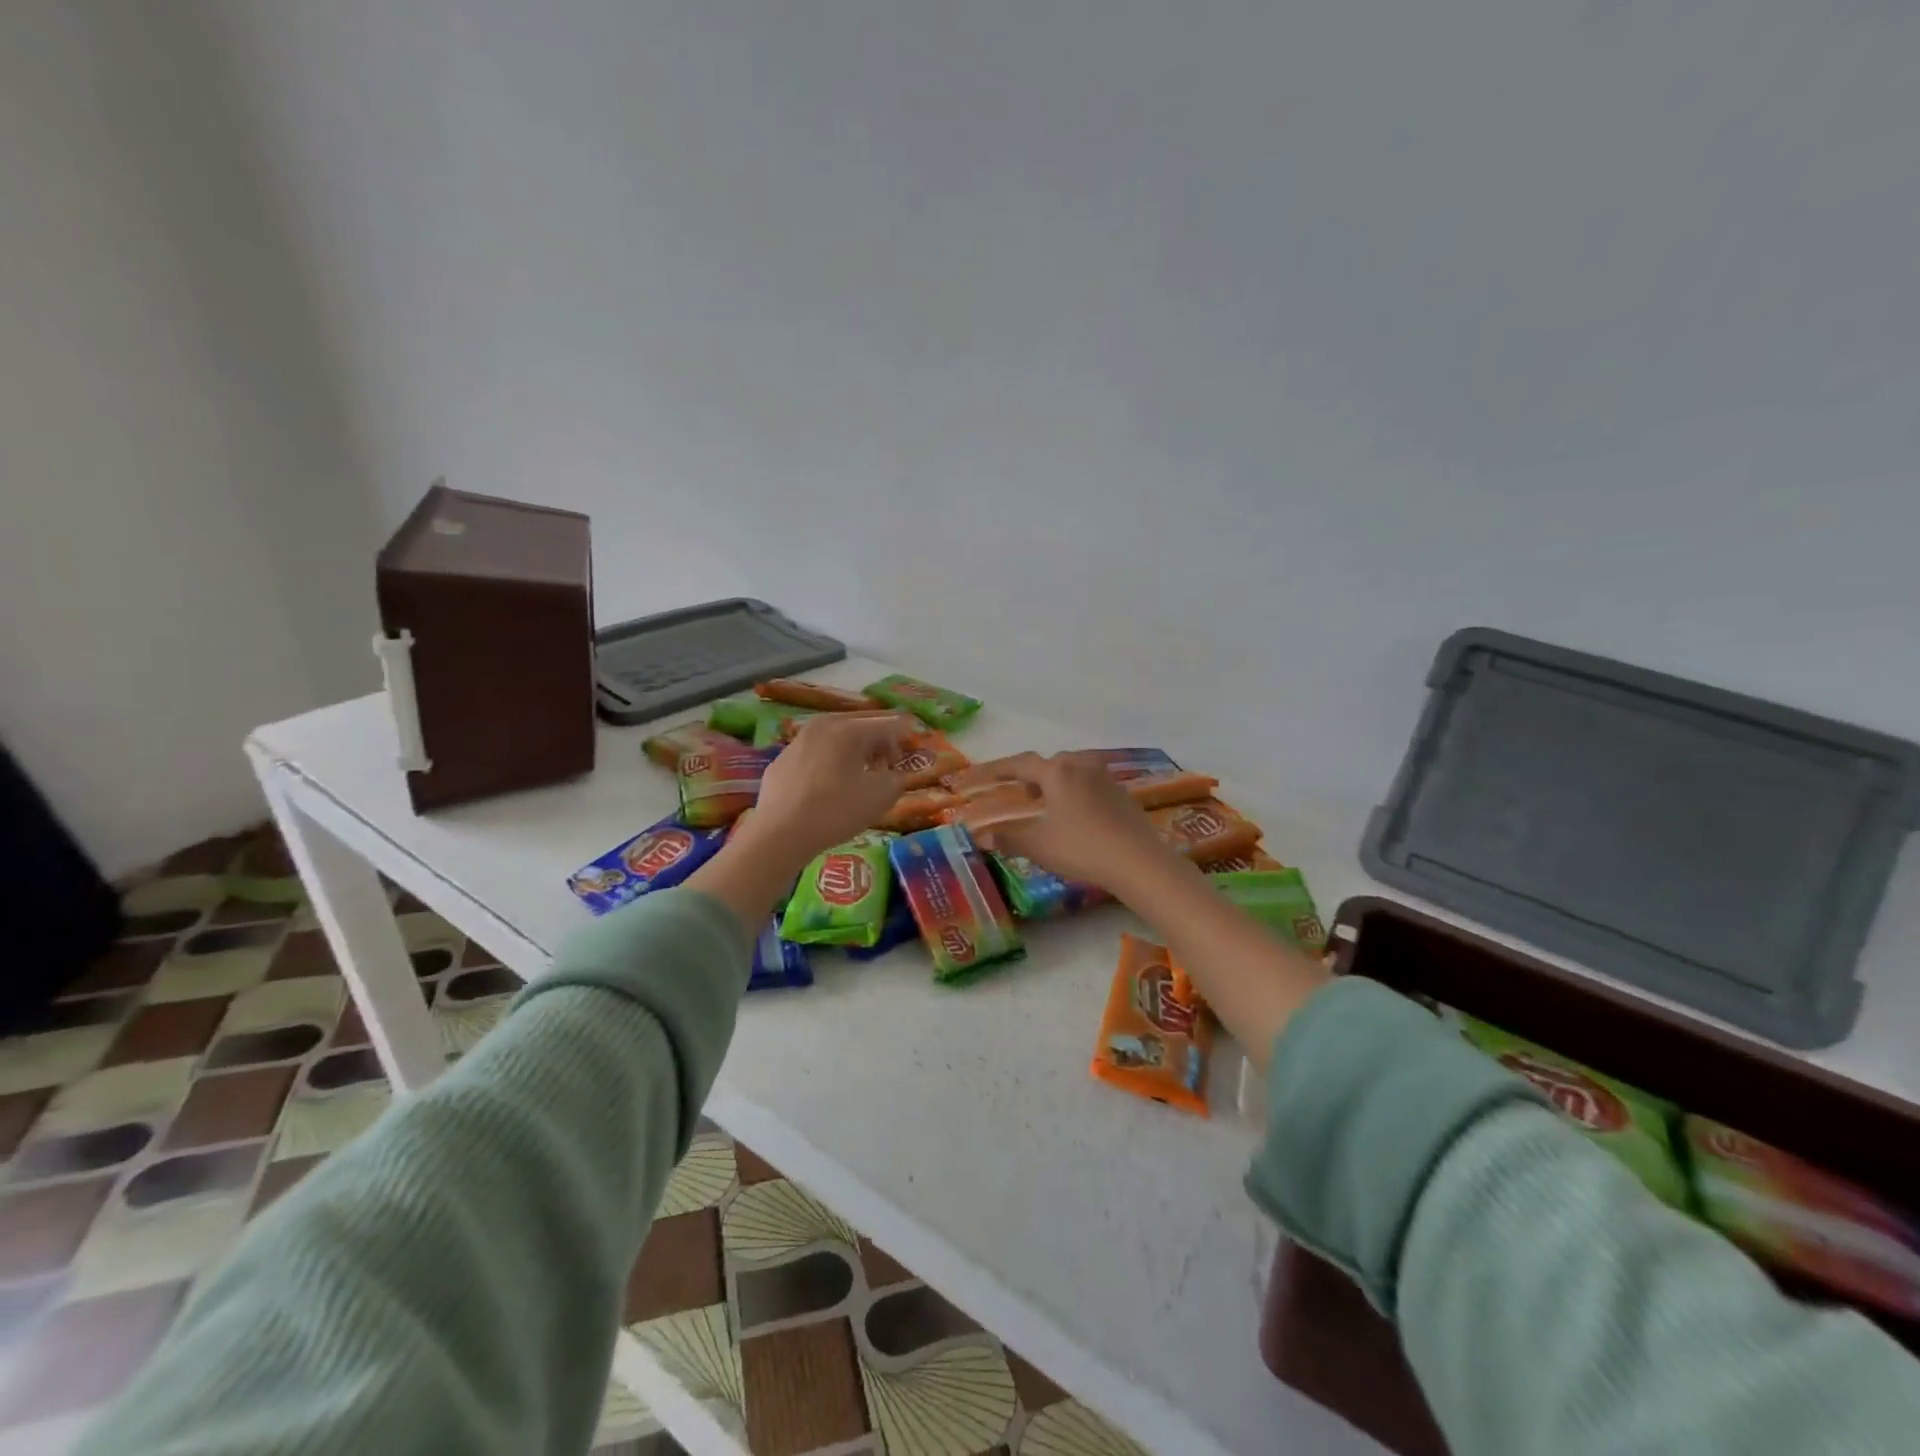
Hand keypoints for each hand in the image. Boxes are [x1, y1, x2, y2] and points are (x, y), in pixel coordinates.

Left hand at [738, 712, 918, 864]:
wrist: (780, 833)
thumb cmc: (836, 811)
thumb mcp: (880, 797)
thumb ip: (897, 779)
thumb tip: (896, 774)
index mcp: (849, 728)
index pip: (888, 725)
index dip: (903, 740)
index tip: (907, 760)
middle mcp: (822, 725)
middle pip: (860, 725)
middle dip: (879, 742)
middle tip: (887, 765)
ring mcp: (798, 741)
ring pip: (835, 738)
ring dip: (853, 751)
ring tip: (859, 777)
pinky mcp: (782, 760)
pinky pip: (814, 754)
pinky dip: (828, 763)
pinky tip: (828, 787)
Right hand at [952, 752, 1179, 894]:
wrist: (1139, 862)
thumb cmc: (1082, 849)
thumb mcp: (1039, 846)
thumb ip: (1008, 838)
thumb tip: (981, 837)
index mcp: (1057, 772)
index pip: (1017, 764)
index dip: (992, 771)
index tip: (972, 778)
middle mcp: (1081, 766)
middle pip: (1047, 764)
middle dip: (1027, 776)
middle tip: (1015, 793)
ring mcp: (1105, 778)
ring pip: (1071, 771)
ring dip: (1052, 782)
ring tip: (1043, 802)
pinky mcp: (1122, 794)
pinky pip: (1089, 784)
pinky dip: (1073, 792)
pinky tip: (1074, 814)